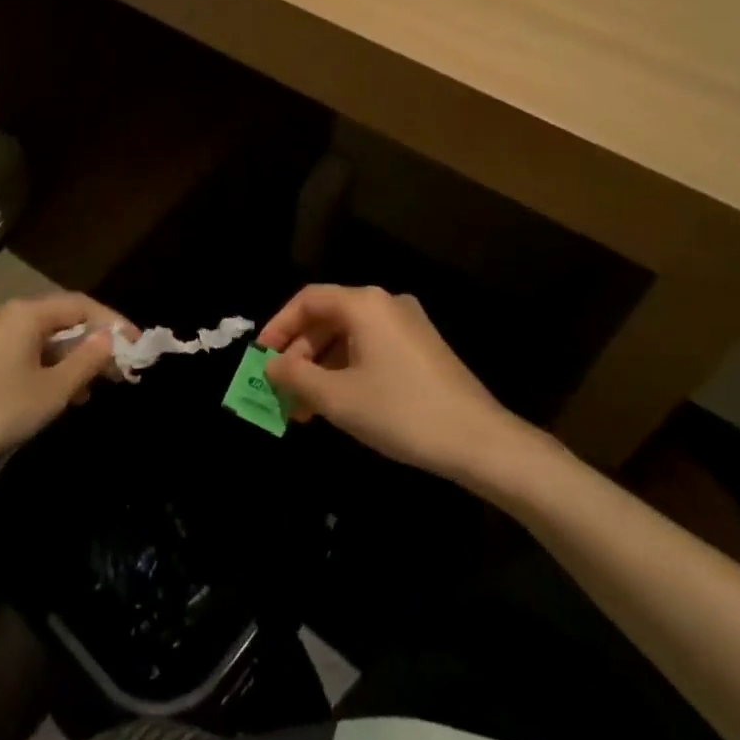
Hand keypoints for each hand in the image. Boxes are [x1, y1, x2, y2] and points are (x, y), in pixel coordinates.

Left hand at [0, 293, 133, 487]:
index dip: (115, 324)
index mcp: (28, 313)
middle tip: (124, 370)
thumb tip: (111, 339)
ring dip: (77, 360)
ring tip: (99, 388)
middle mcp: (12, 316)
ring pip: (49, 340)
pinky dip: (54, 369)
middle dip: (97, 343)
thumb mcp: (53, 390)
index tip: (139, 348)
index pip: (83, 306)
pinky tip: (66, 397)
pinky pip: (32, 354)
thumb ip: (87, 360)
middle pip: (66, 320)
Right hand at [258, 285, 520, 481]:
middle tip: (281, 392)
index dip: (279, 326)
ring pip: (349, 337)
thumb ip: (297, 376)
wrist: (478, 439)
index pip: (308, 300)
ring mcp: (408, 325)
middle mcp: (386, 304)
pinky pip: (371, 348)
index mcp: (364, 304)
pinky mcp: (422, 348)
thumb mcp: (338, 397)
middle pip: (329, 318)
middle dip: (300, 355)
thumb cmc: (400, 411)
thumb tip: (272, 364)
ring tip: (304, 410)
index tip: (261, 359)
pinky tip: (339, 404)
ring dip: (322, 368)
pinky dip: (347, 370)